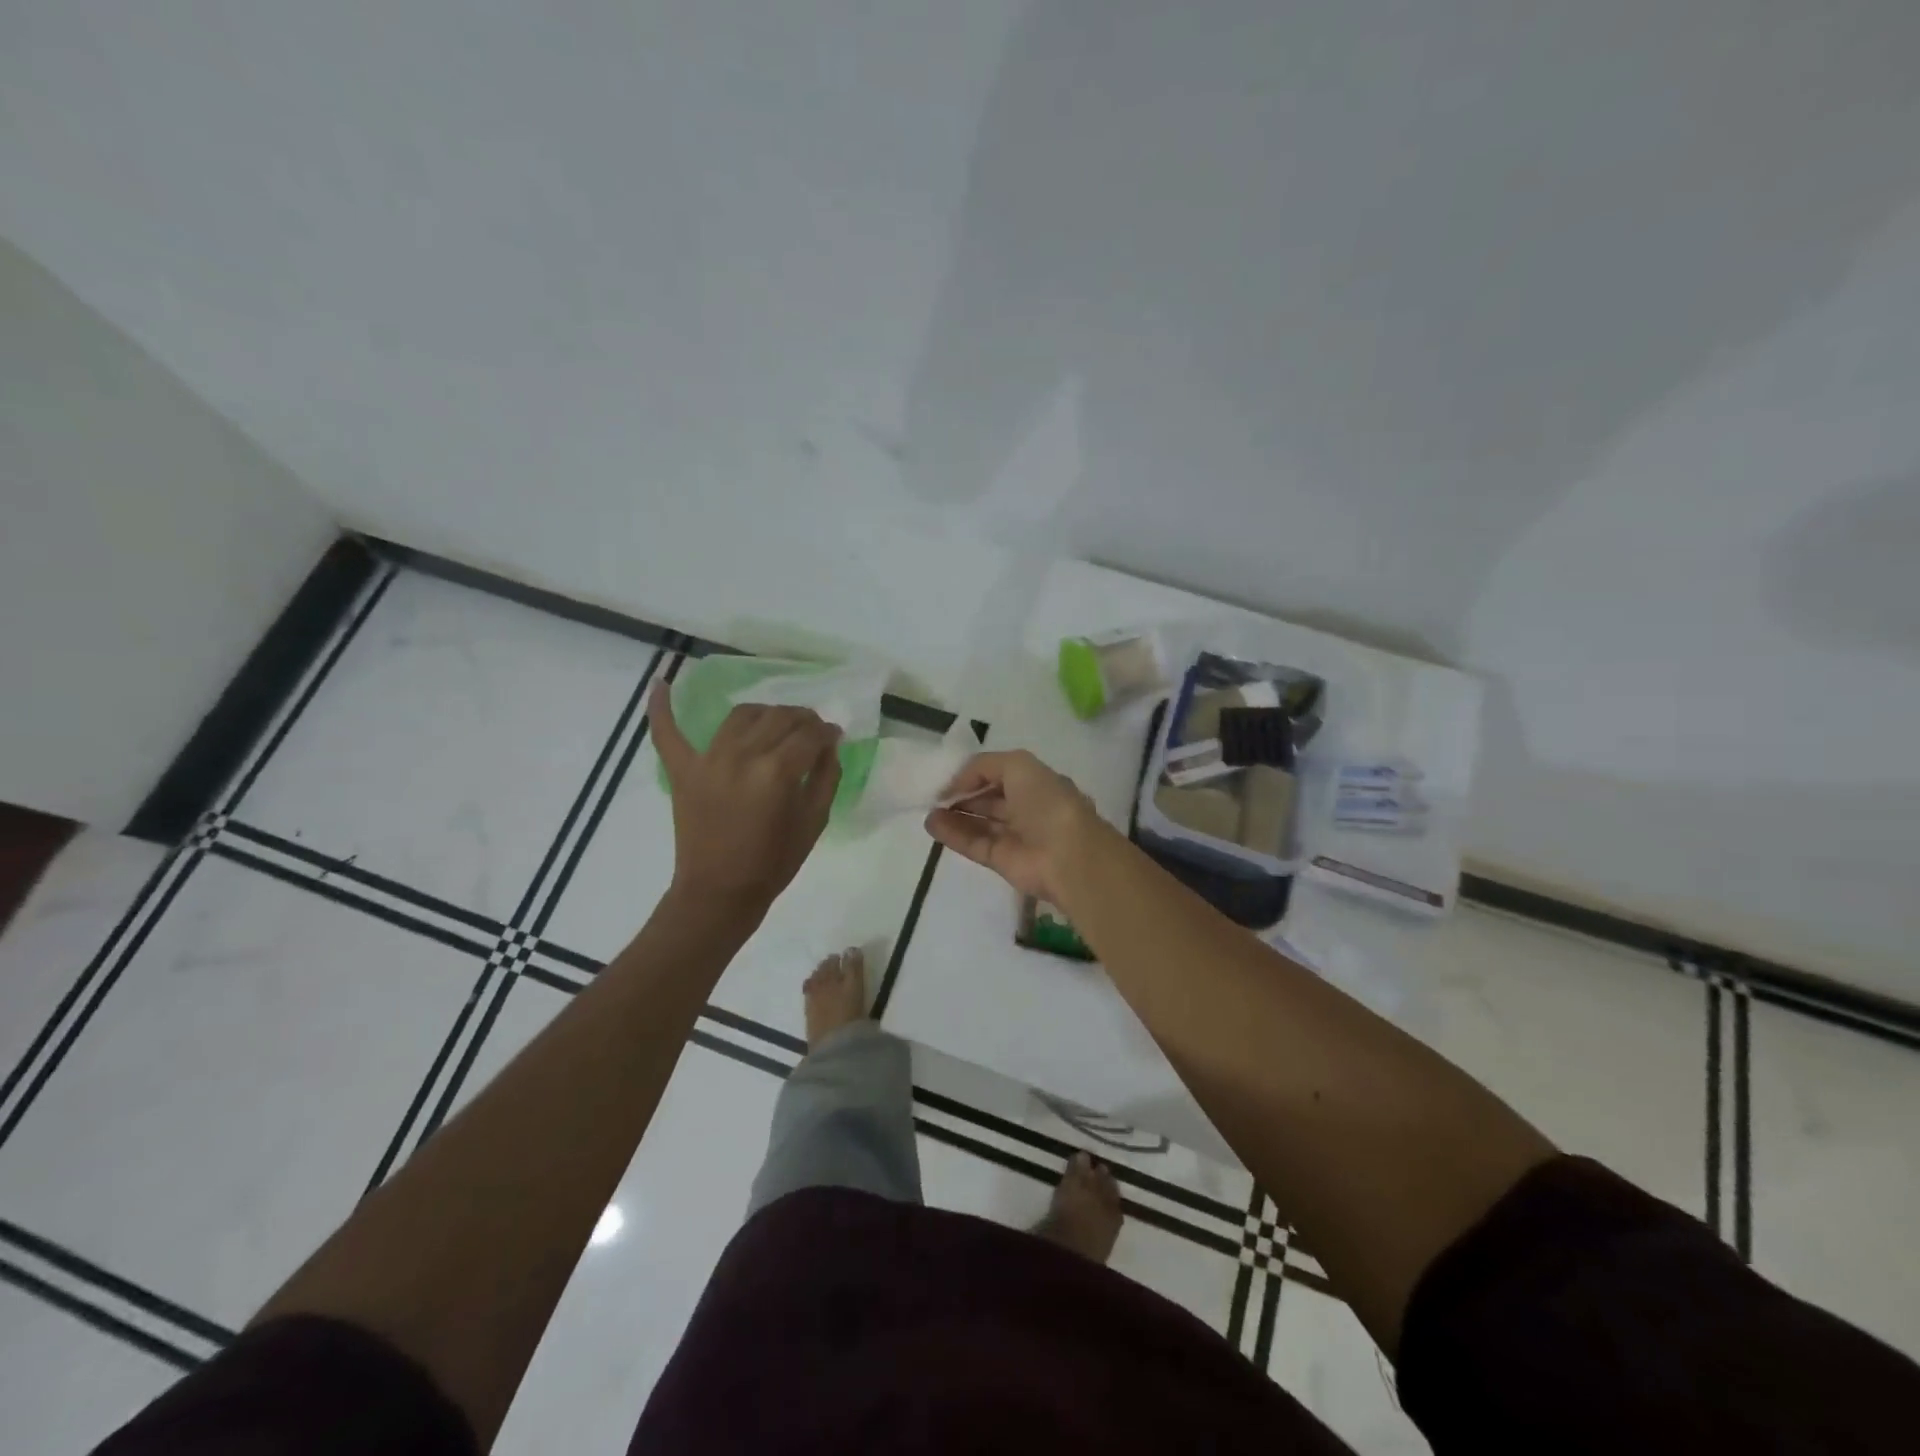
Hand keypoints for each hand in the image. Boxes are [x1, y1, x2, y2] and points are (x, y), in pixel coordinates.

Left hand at [650, 680, 842, 910]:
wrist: (719, 893)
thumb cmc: (773, 863)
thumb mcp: (814, 822)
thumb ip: (826, 777)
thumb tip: (829, 744)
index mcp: (777, 772)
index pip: (810, 735)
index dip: (827, 733)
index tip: (834, 738)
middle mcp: (741, 755)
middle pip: (779, 717)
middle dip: (802, 720)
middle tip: (811, 733)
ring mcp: (707, 759)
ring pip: (742, 715)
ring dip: (765, 713)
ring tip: (775, 724)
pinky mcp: (682, 770)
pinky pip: (667, 732)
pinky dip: (660, 707)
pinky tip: (660, 681)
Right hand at [923, 750, 1098, 901]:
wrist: (1067, 855)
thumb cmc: (1047, 802)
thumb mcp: (1017, 765)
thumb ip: (983, 767)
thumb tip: (956, 785)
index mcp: (1038, 783)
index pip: (1001, 775)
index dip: (975, 775)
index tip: (949, 776)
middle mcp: (1028, 809)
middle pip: (989, 800)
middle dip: (963, 796)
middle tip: (934, 795)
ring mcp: (1015, 836)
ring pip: (979, 823)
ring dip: (953, 816)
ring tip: (928, 811)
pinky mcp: (1003, 861)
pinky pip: (974, 844)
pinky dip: (953, 835)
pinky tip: (932, 825)